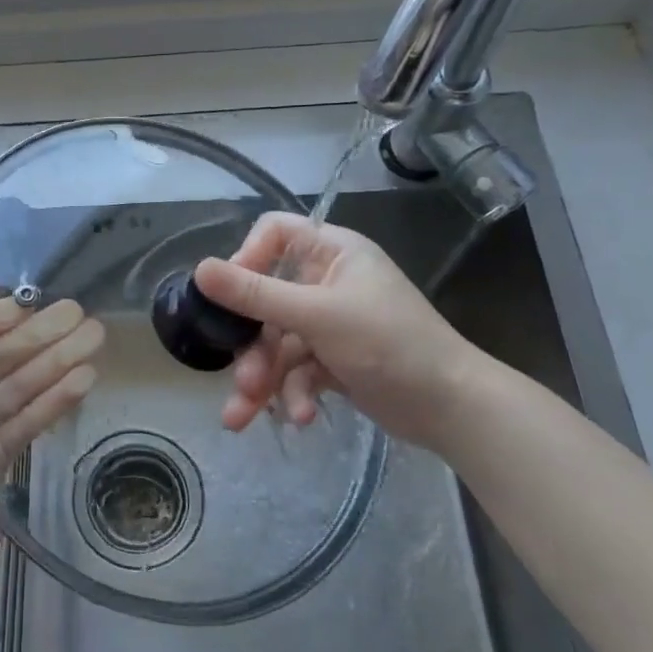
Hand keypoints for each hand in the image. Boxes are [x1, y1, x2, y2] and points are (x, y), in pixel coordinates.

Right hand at [192, 213, 481, 446]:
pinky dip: (294, 393)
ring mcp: (330, 322)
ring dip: (264, 379)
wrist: (453, 409)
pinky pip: (297, 369)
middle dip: (252, 346)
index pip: (274, 234)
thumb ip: (256, 295)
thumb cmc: (390, 344)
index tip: (228, 294)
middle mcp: (328, 281)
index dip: (246, 259)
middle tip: (240, 380)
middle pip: (266, 300)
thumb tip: (199, 270)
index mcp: (332, 252)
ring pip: (277, 343)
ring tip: (245, 416)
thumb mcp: (317, 316)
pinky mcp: (334, 359)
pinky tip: (302, 418)